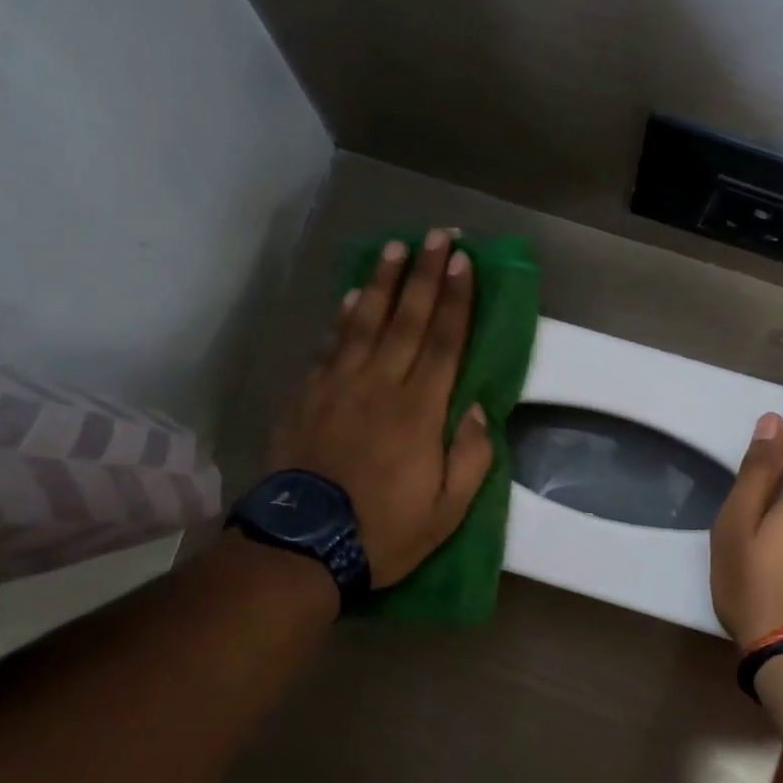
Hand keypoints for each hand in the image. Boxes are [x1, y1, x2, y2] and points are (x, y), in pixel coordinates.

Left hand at [267, 230, 493, 587]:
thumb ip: (471, 457)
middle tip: (436, 235)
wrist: (303, 546)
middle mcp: (380, 386)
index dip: (456, 299)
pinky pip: (329, 347)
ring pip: (364, 323)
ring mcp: (338, 387)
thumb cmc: (384, 531)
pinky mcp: (307, 397)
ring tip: (394, 248)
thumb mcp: (447, 511)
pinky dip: (342, 319)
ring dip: (381, 283)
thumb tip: (480, 409)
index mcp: (419, 412)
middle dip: (424, 274)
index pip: (443, 342)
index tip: (463, 262)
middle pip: (406, 319)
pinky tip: (349, 298)